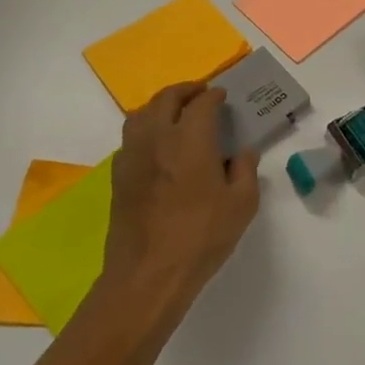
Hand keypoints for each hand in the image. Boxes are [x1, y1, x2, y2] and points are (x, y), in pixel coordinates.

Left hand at [94, 83, 259, 327]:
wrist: (148, 274)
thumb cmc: (201, 236)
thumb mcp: (242, 204)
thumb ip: (246, 171)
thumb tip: (243, 153)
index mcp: (190, 139)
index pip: (202, 102)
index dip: (214, 95)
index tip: (223, 96)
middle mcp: (157, 138)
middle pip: (166, 98)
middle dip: (186, 91)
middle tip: (201, 94)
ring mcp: (133, 156)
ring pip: (142, 114)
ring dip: (161, 106)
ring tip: (176, 113)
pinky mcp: (119, 176)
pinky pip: (131, 138)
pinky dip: (146, 129)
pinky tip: (158, 146)